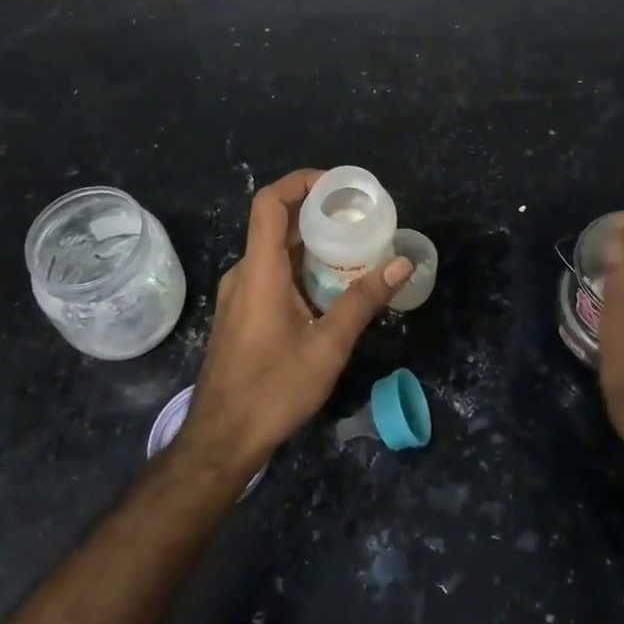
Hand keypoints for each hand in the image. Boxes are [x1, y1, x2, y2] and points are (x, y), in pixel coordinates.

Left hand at [182, 169, 412, 476]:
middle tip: (361, 217)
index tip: (338, 185)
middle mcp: (245, 273)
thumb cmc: (272, 391)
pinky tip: (332, 286)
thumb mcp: (327, 347)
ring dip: (313, 244)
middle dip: (319, 213)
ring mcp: (240, 294)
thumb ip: (363, 301)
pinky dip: (302, 267)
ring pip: (277, 251)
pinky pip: (272, 273)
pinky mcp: (242, 313)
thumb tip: (401, 262)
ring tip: (355, 248)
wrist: (221, 441)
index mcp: (259, 270)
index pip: (270, 203)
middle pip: (277, 224)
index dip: (301, 182)